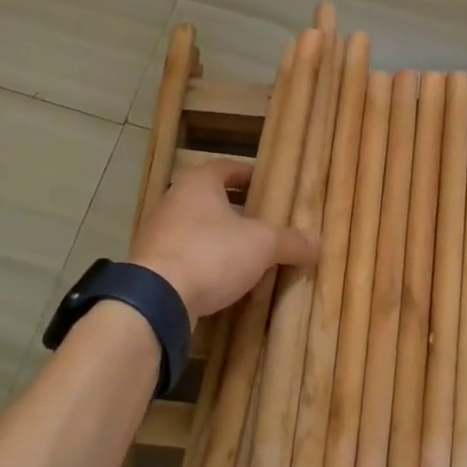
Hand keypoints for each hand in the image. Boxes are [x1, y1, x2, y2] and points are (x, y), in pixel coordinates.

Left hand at [129, 159, 318, 321]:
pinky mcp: (149, 265)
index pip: (226, 167)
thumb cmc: (211, 253)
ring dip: (218, 237)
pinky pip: (184, 256)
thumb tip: (317, 242)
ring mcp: (156, 233)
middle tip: (261, 220)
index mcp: (198, 183)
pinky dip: (203, 262)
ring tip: (245, 253)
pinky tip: (221, 280)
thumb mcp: (261, 245)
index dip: (247, 173)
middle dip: (235, 208)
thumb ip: (290, 241)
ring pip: (195, 228)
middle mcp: (172, 200)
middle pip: (208, 198)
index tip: (264, 182)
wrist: (156, 299)